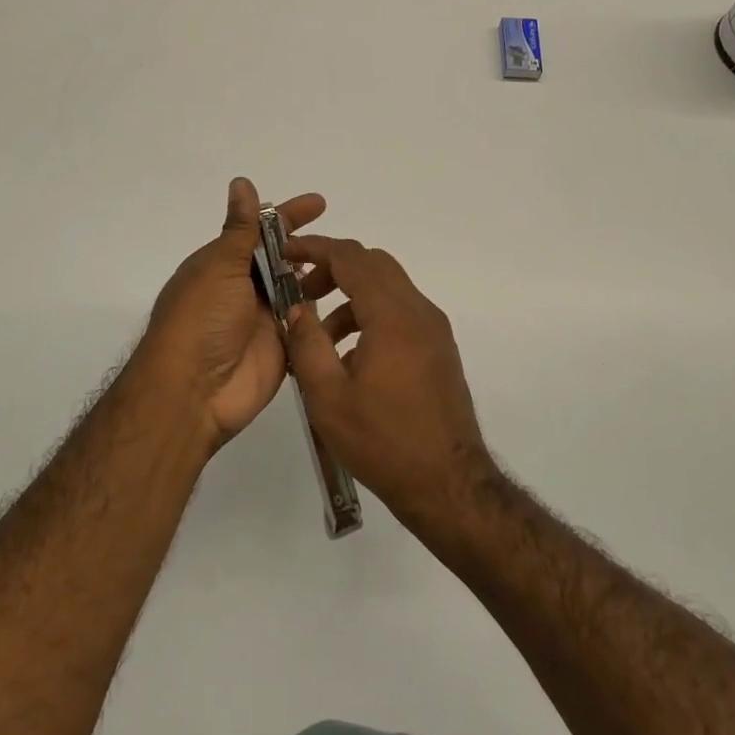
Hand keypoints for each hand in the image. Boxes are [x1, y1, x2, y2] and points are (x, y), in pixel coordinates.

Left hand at [135, 178, 325, 447]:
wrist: (192, 392)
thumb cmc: (200, 320)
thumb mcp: (219, 266)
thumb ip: (241, 228)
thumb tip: (241, 182)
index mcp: (223, 264)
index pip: (261, 231)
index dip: (289, 216)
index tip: (320, 203)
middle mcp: (243, 289)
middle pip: (283, 260)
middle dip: (309, 249)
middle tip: (344, 244)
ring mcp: (263, 319)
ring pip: (298, 291)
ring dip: (319, 279)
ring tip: (352, 269)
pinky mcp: (281, 348)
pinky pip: (305, 327)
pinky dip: (323, 316)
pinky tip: (350, 301)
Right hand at [281, 235, 494, 529]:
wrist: (448, 485)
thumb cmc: (383, 441)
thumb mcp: (328, 396)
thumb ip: (307, 343)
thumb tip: (297, 308)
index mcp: (393, 316)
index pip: (351, 258)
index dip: (316, 248)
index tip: (286, 253)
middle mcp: (419, 311)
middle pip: (373, 264)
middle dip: (333, 269)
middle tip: (301, 293)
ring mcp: (434, 330)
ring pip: (388, 289)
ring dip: (351, 297)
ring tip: (321, 340)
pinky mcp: (440, 349)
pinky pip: (401, 313)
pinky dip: (372, 316)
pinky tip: (352, 359)